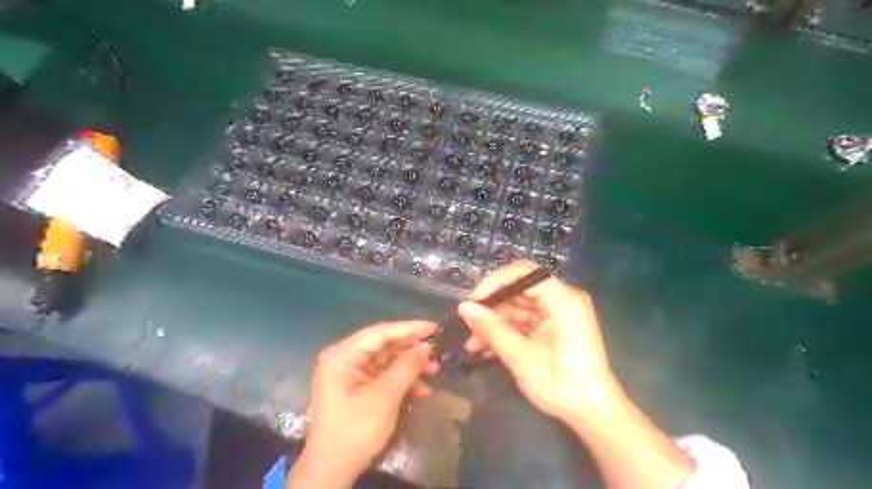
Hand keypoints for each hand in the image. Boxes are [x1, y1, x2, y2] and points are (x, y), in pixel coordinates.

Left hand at [288, 320, 438, 488]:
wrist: (332, 470)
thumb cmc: (356, 429)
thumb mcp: (385, 396)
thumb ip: (407, 366)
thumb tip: (426, 346)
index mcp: (342, 355)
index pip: (380, 332)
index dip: (409, 328)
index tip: (434, 327)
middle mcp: (343, 358)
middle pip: (383, 344)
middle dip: (410, 348)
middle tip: (436, 349)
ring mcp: (349, 373)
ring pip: (385, 360)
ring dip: (409, 365)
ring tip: (434, 370)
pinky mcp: (355, 387)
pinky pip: (382, 375)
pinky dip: (400, 380)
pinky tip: (421, 389)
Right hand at [462, 263, 619, 426]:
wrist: (593, 413)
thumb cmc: (561, 383)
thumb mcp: (521, 356)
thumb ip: (492, 329)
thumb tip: (463, 307)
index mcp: (563, 299)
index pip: (525, 272)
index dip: (495, 282)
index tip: (473, 301)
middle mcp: (561, 299)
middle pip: (519, 290)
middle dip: (491, 308)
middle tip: (467, 325)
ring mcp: (557, 314)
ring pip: (518, 307)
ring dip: (494, 324)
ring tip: (472, 344)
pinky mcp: (553, 327)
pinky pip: (524, 321)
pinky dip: (505, 332)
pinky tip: (485, 349)